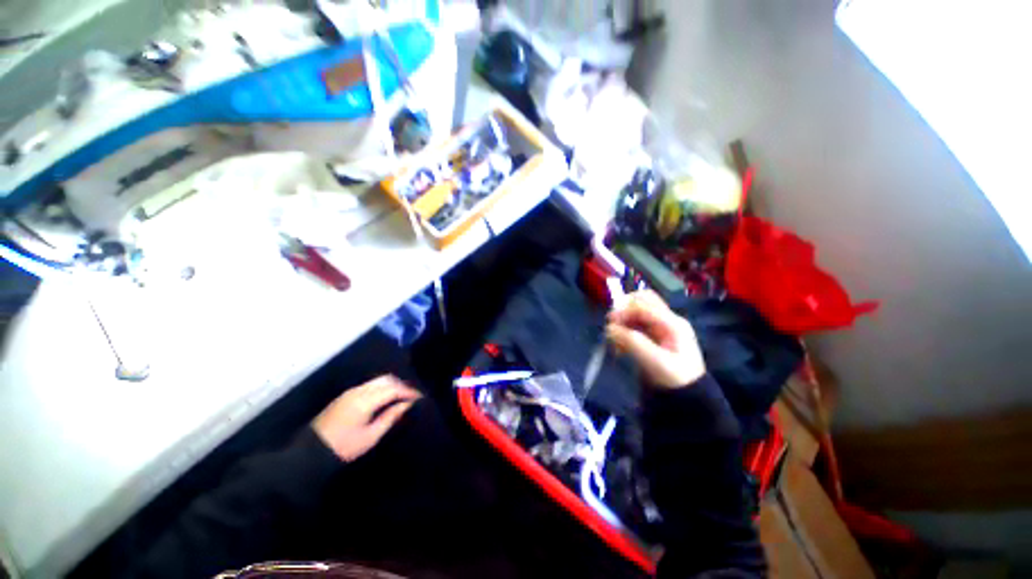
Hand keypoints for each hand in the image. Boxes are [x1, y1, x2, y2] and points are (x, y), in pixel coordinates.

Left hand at [312, 375, 420, 461]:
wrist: (310, 453)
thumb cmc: (343, 447)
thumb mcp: (371, 436)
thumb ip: (391, 417)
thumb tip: (408, 404)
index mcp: (365, 401)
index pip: (393, 389)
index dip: (409, 392)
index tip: (420, 398)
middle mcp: (359, 391)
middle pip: (386, 379)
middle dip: (402, 385)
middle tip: (412, 396)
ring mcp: (351, 391)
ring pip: (378, 380)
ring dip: (392, 385)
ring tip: (402, 396)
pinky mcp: (346, 395)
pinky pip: (370, 384)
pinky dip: (382, 386)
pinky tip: (386, 397)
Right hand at [606, 290, 705, 388]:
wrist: (687, 397)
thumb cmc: (674, 379)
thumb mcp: (655, 362)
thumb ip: (632, 342)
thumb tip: (610, 328)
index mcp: (672, 323)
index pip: (644, 304)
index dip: (624, 309)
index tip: (610, 321)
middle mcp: (666, 320)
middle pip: (642, 300)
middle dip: (624, 308)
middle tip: (611, 322)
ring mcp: (660, 327)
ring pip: (636, 311)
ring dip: (622, 320)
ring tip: (614, 338)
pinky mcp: (652, 335)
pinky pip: (634, 324)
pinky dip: (624, 330)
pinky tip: (619, 345)